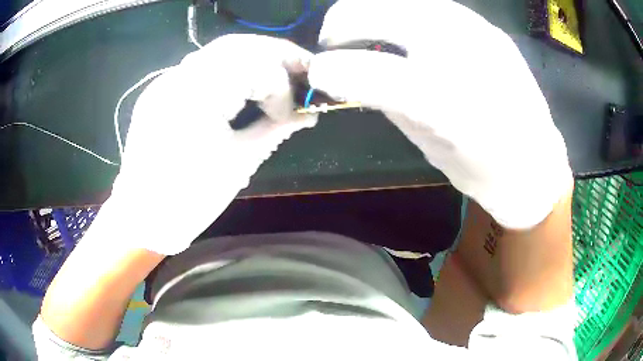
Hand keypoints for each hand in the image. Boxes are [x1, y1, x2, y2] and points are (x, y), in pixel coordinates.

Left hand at [102, 35, 316, 254]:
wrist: (143, 218)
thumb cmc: (190, 199)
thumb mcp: (239, 163)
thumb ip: (276, 129)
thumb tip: (309, 114)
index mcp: (196, 97)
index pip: (253, 65)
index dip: (282, 85)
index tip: (294, 112)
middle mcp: (177, 78)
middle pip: (237, 45)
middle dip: (275, 54)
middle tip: (302, 69)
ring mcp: (165, 82)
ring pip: (217, 52)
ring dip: (252, 60)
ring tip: (275, 78)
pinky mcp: (160, 91)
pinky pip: (200, 68)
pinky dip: (228, 70)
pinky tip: (242, 86)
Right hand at [308, 0, 572, 228]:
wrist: (536, 163)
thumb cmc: (482, 169)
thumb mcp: (427, 146)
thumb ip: (388, 101)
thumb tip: (350, 72)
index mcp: (448, 104)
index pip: (369, 71)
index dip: (330, 70)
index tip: (317, 75)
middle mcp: (464, 55)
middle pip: (379, 11)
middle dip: (340, 23)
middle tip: (333, 43)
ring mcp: (478, 31)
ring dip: (367, 9)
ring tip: (360, 29)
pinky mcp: (487, 26)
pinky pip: (430, 4)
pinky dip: (399, 10)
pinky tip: (400, 30)